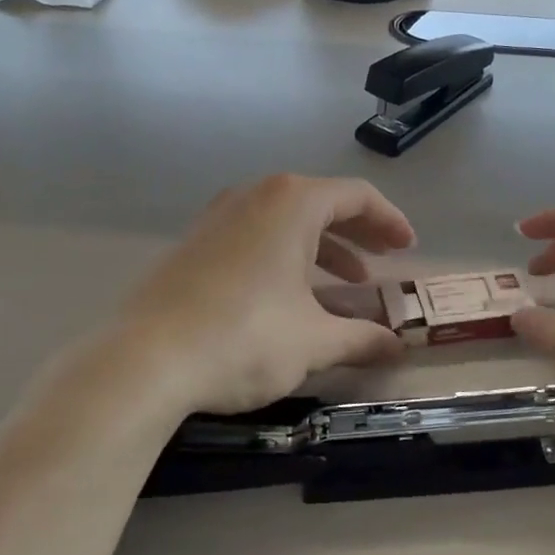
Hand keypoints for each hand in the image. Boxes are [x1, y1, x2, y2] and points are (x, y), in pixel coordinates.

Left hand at [117, 174, 415, 416]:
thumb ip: (362, 339)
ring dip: (322, 248)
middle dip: (358, 233)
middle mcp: (254, 196)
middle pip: (321, 203)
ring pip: (285, 222)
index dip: (389, 220)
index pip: (356, 196)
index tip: (408, 248)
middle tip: (384, 260)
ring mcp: (217, 217)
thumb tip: (397, 350)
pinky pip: (255, 237)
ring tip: (346, 284)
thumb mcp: (314, 342)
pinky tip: (291, 296)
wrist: (146, 359)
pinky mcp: (194, 244)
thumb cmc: (245, 337)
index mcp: (292, 202)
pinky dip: (285, 256)